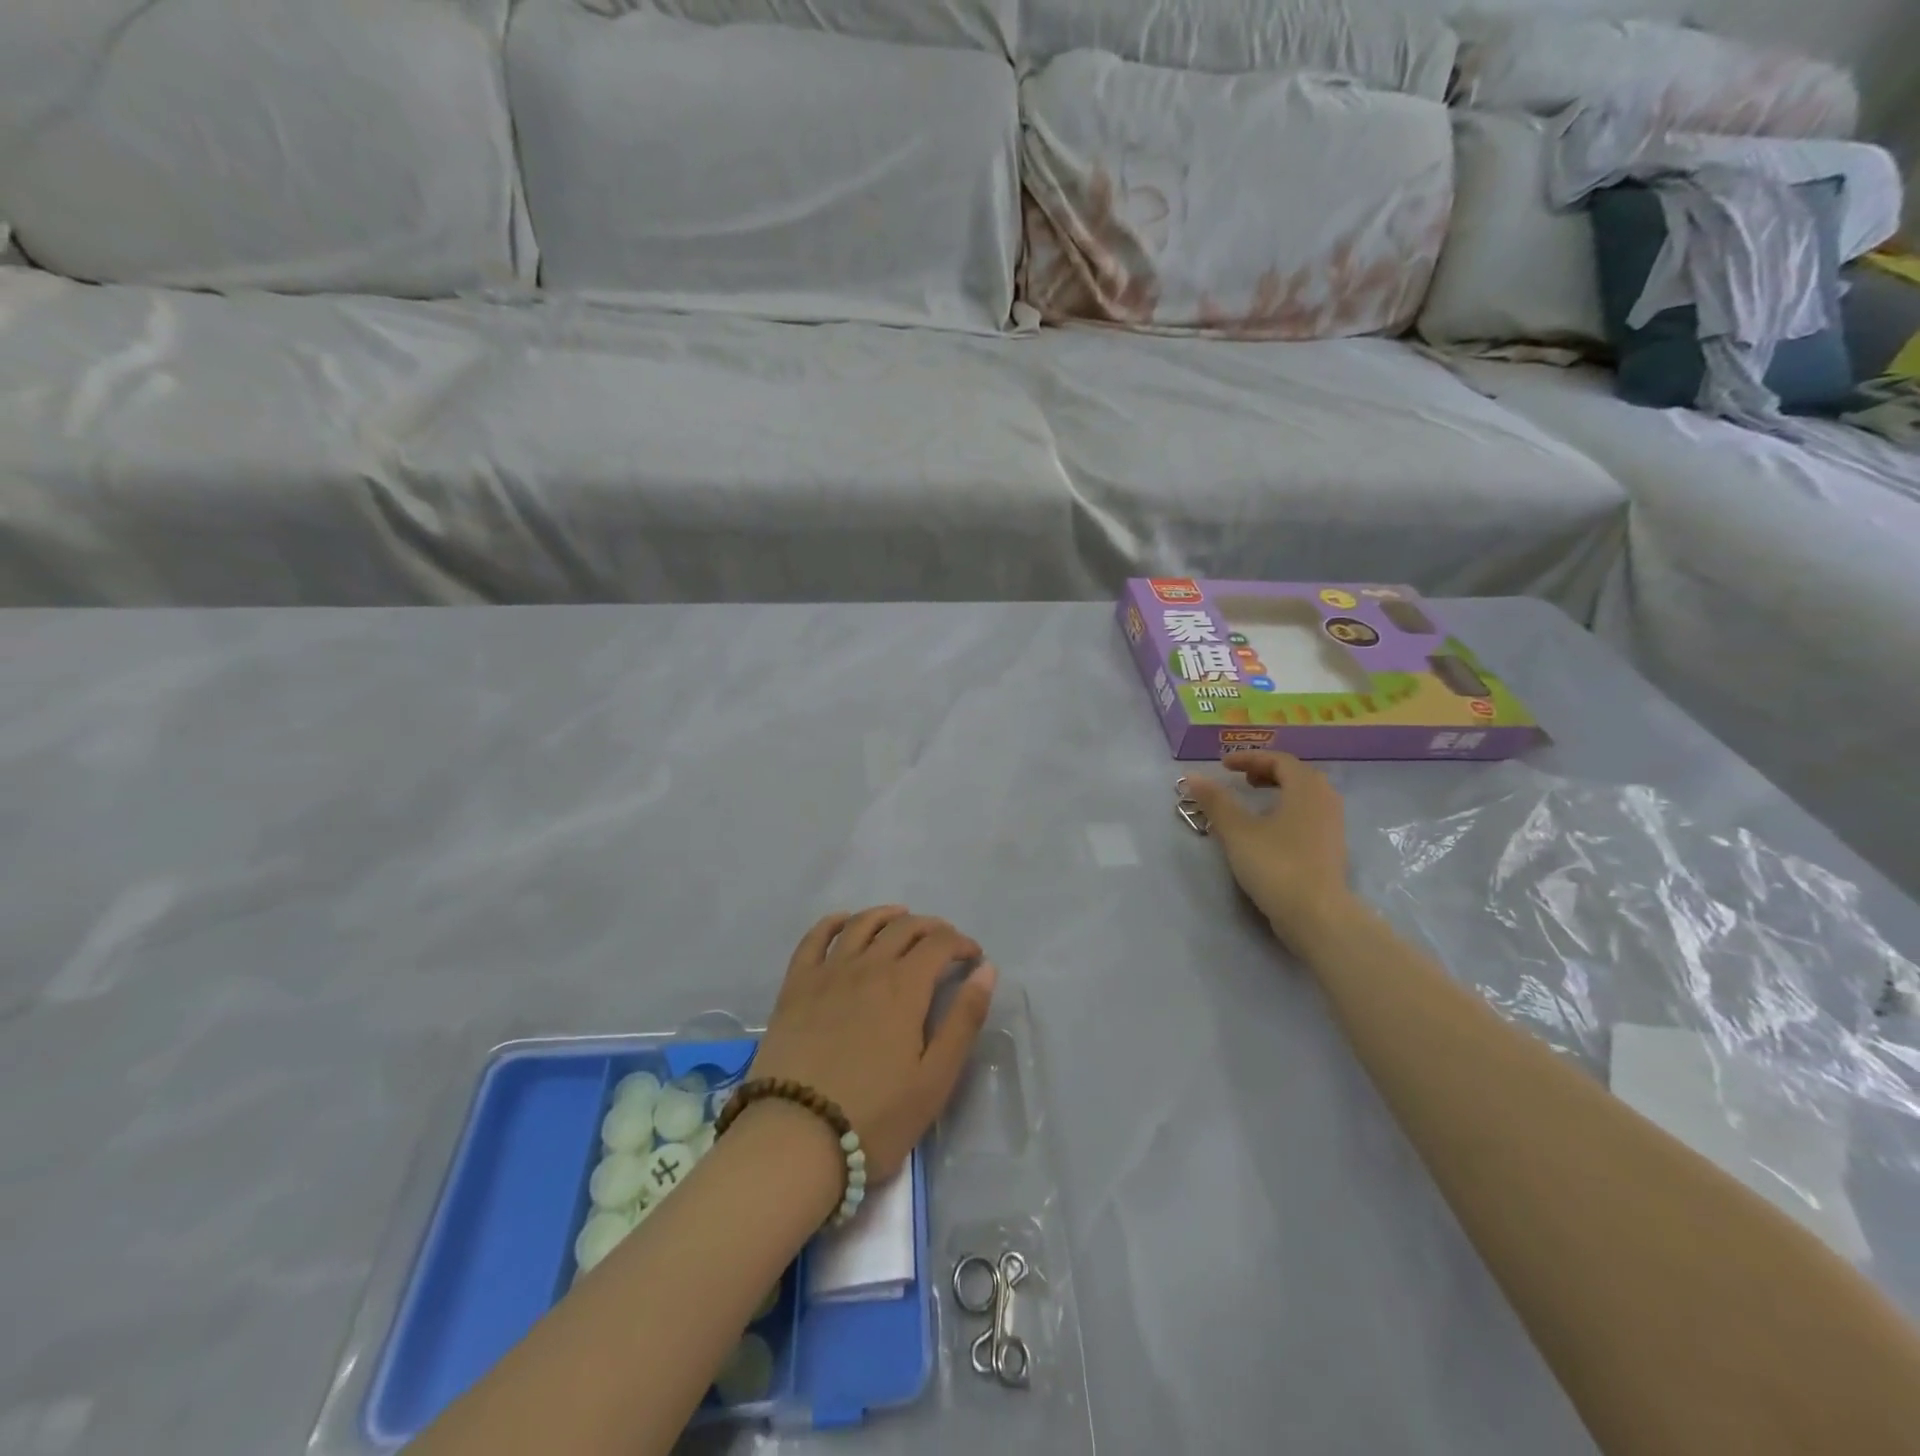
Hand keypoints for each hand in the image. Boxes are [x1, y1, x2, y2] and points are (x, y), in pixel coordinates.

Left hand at [748, 907, 996, 1183]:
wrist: (795, 1138)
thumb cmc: (875, 1117)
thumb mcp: (935, 1079)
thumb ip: (964, 1020)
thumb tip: (986, 970)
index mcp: (905, 986)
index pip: (940, 944)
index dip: (961, 944)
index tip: (973, 958)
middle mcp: (868, 966)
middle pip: (904, 928)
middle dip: (931, 928)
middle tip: (944, 942)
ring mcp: (828, 972)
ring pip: (862, 924)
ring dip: (887, 915)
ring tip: (901, 918)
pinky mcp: (795, 986)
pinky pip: (815, 938)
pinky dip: (834, 922)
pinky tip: (844, 921)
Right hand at [1179, 751, 1357, 950]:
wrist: (1317, 915)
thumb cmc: (1276, 865)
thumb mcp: (1237, 831)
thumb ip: (1215, 801)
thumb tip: (1192, 776)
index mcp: (1306, 787)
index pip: (1278, 760)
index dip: (1249, 758)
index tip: (1223, 766)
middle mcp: (1326, 799)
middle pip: (1295, 774)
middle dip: (1265, 772)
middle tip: (1240, 779)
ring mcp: (1333, 825)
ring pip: (1304, 796)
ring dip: (1277, 791)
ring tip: (1253, 802)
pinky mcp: (1331, 848)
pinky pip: (1308, 815)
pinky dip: (1287, 810)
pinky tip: (1268, 829)